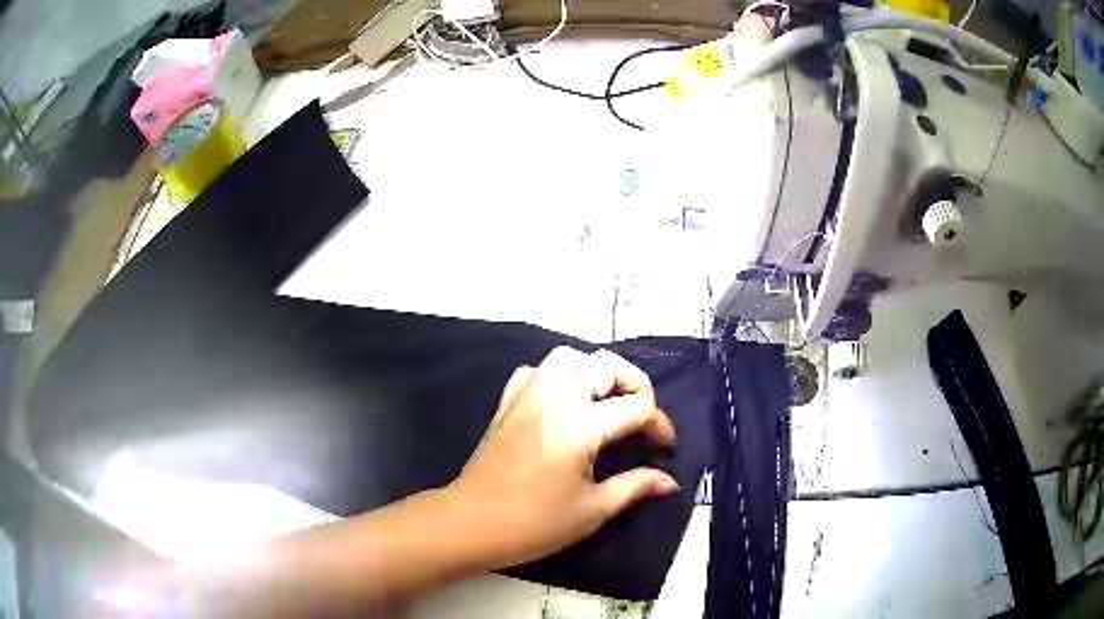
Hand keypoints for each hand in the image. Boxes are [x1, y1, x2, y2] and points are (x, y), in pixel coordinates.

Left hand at [445, 346, 679, 569]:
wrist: (471, 524)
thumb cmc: (534, 523)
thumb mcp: (593, 510)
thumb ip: (635, 487)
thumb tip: (670, 482)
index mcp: (579, 425)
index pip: (635, 409)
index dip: (660, 426)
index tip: (666, 447)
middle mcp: (554, 398)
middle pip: (604, 364)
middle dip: (633, 383)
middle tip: (640, 414)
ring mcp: (526, 397)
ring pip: (566, 359)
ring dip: (592, 372)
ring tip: (603, 403)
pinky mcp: (506, 405)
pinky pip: (533, 373)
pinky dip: (554, 378)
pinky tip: (561, 404)